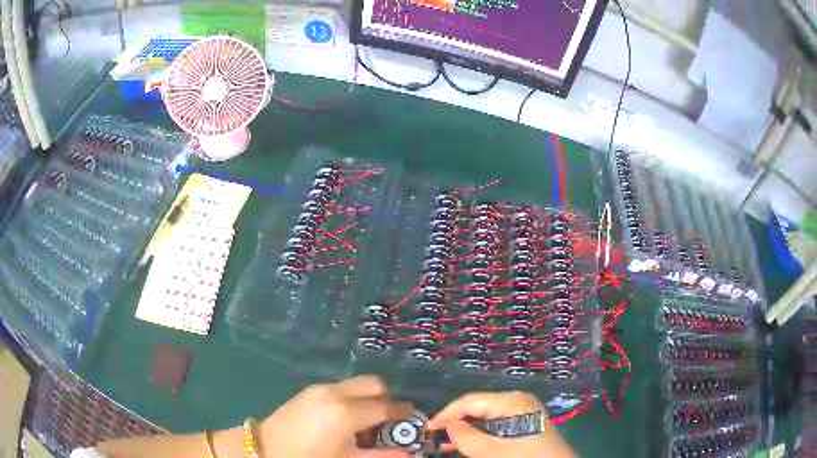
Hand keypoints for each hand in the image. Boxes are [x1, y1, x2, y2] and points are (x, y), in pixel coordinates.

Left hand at [260, 375, 413, 457]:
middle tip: (388, 418)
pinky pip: (341, 387)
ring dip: (368, 396)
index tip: (411, 418)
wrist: (267, 448)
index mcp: (347, 412)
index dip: (403, 412)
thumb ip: (382, 456)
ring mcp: (321, 388)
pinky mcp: (310, 389)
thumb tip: (410, 454)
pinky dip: (352, 396)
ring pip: (357, 383)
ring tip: (366, 419)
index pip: (386, 407)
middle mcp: (336, 393)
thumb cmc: (311, 457)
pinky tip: (345, 416)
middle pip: (374, 384)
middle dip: (387, 398)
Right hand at [427, 392, 576, 457]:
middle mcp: (517, 400)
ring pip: (485, 416)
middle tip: (435, 438)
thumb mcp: (493, 451)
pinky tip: (469, 443)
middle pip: (478, 406)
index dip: (446, 414)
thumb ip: (467, 438)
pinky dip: (481, 433)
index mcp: (512, 401)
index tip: (428, 429)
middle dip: (456, 422)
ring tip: (447, 444)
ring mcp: (523, 410)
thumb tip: (448, 426)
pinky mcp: (526, 421)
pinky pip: (496, 423)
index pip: (470, 401)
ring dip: (467, 429)